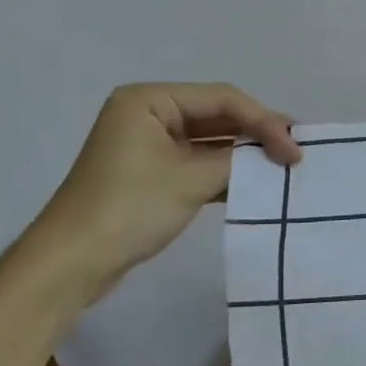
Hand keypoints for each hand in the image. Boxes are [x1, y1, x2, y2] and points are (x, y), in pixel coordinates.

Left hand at [26, 83, 300, 300]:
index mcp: (150, 99)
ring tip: (283, 162)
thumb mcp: (191, 180)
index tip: (295, 150)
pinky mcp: (150, 171)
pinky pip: (197, 159)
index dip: (264, 121)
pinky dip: (225, 169)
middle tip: (296, 149)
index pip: (223, 99)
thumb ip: (239, 160)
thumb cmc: (128, 210)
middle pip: (217, 114)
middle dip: (257, 133)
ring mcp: (148, 142)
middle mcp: (148, 111)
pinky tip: (254, 180)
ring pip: (210, 138)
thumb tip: (279, 153)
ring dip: (243, 152)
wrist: (68, 267)